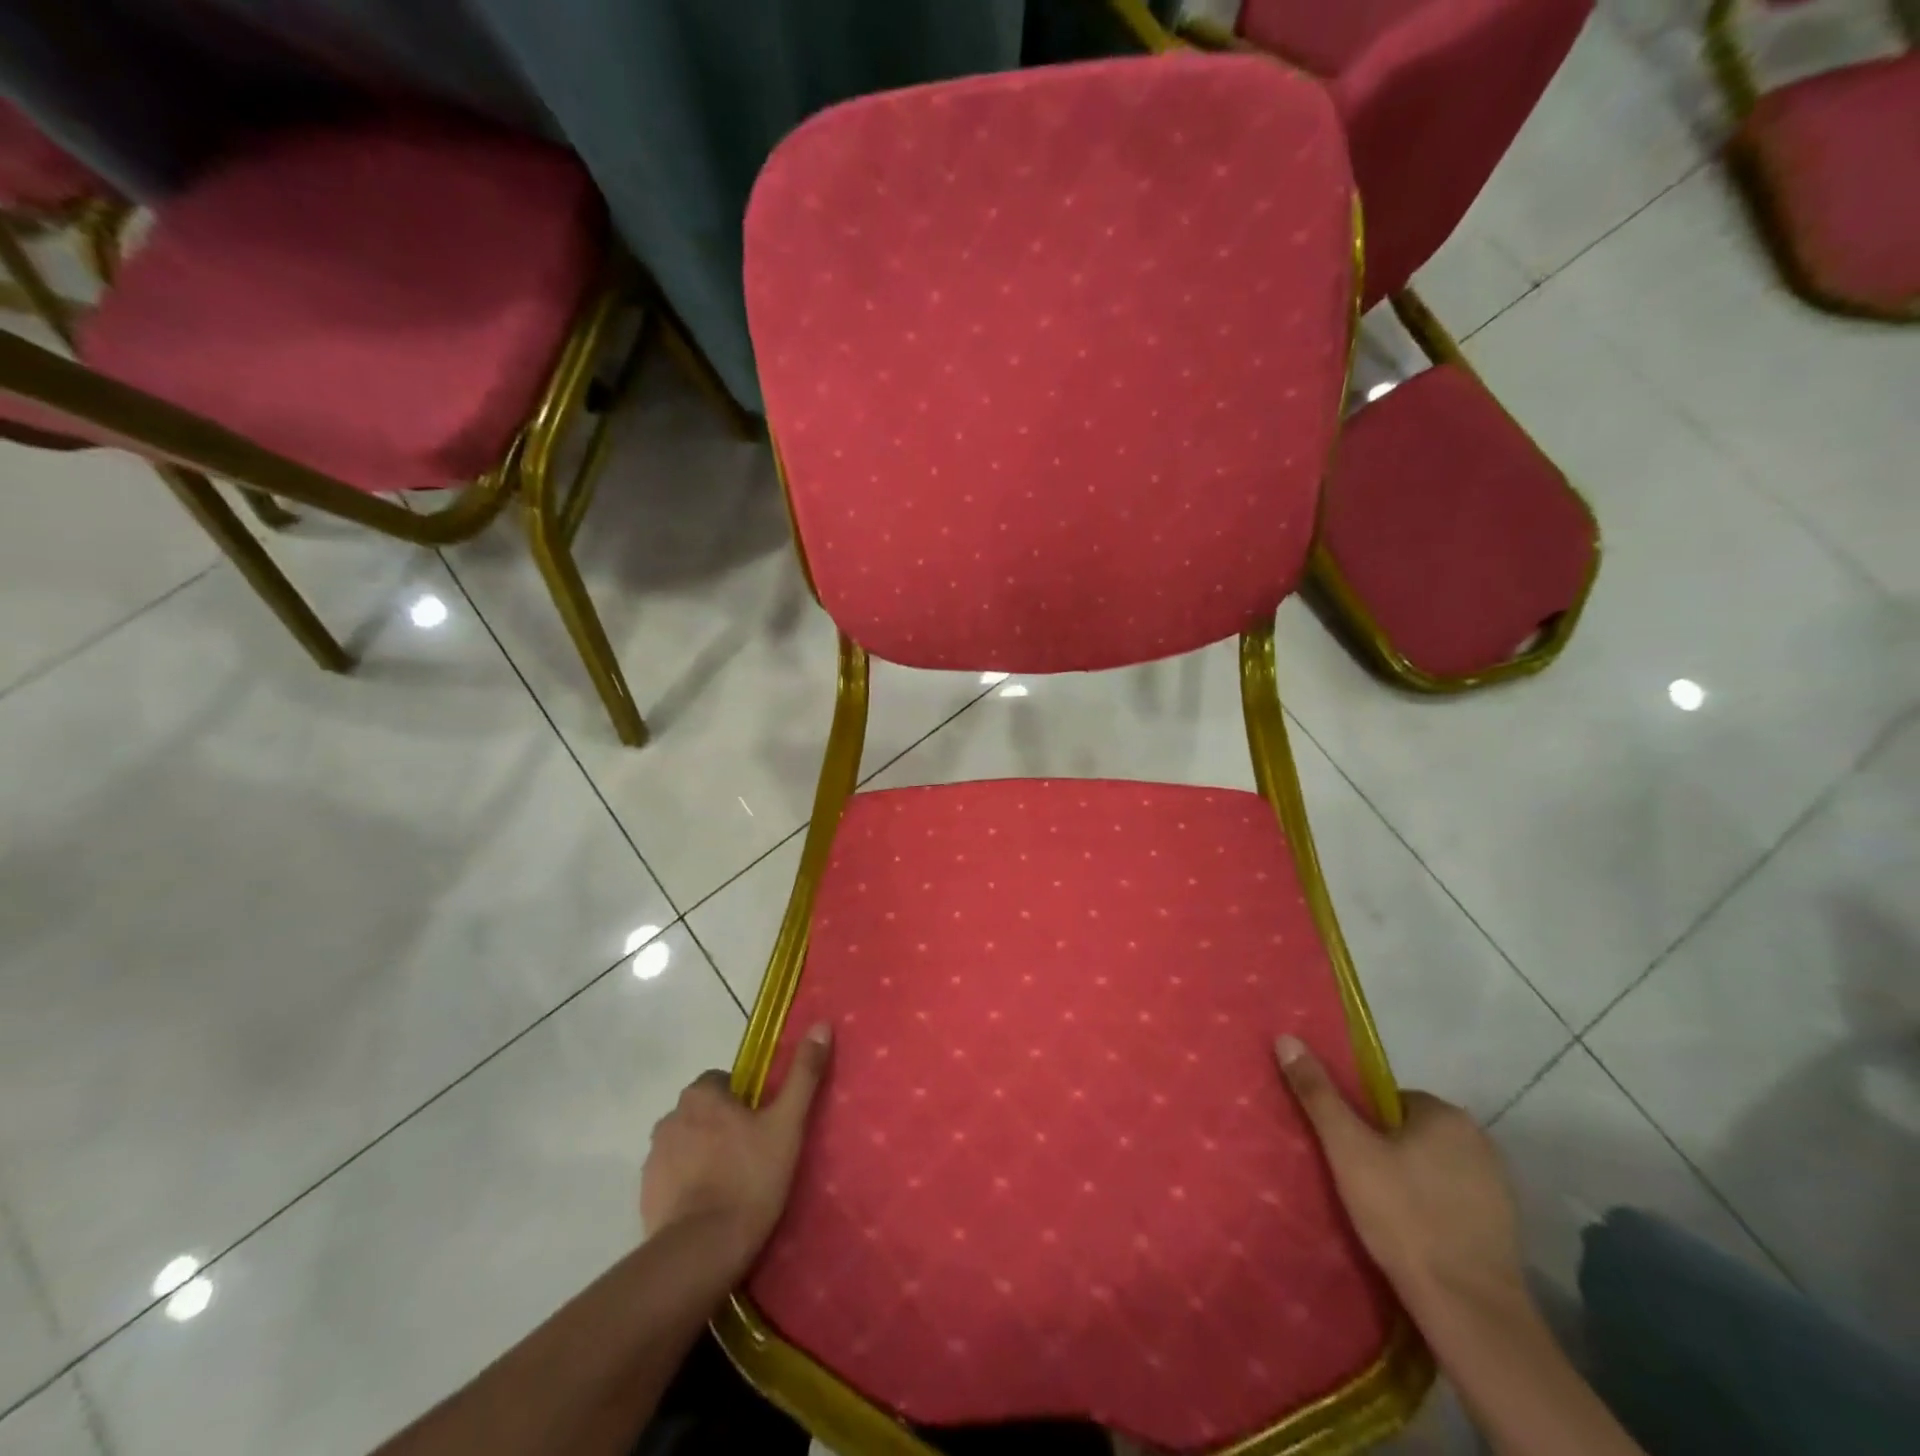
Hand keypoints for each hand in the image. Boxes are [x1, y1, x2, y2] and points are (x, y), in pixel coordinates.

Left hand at [641, 1024, 833, 1271]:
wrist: (702, 1251)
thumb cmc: (749, 1178)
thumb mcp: (787, 1123)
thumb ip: (803, 1074)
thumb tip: (821, 1025)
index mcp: (700, 1095)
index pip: (722, 1081)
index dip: (744, 1099)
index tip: (762, 1123)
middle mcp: (670, 1118)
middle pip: (703, 1112)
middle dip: (722, 1126)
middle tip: (753, 1153)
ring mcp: (653, 1159)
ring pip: (686, 1144)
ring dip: (703, 1155)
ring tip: (732, 1184)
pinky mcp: (645, 1196)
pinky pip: (672, 1178)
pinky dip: (688, 1185)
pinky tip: (710, 1207)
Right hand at [1274, 1035, 1527, 1323]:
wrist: (1469, 1309)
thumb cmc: (1404, 1215)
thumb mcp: (1348, 1149)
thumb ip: (1318, 1094)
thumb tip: (1287, 1038)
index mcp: (1446, 1114)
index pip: (1388, 1100)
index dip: (1361, 1122)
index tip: (1345, 1151)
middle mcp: (1480, 1140)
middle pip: (1411, 1131)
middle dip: (1384, 1149)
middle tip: (1356, 1180)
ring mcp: (1498, 1186)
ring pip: (1433, 1165)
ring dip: (1409, 1178)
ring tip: (1380, 1208)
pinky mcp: (1505, 1227)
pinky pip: (1453, 1199)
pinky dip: (1433, 1207)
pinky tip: (1413, 1233)